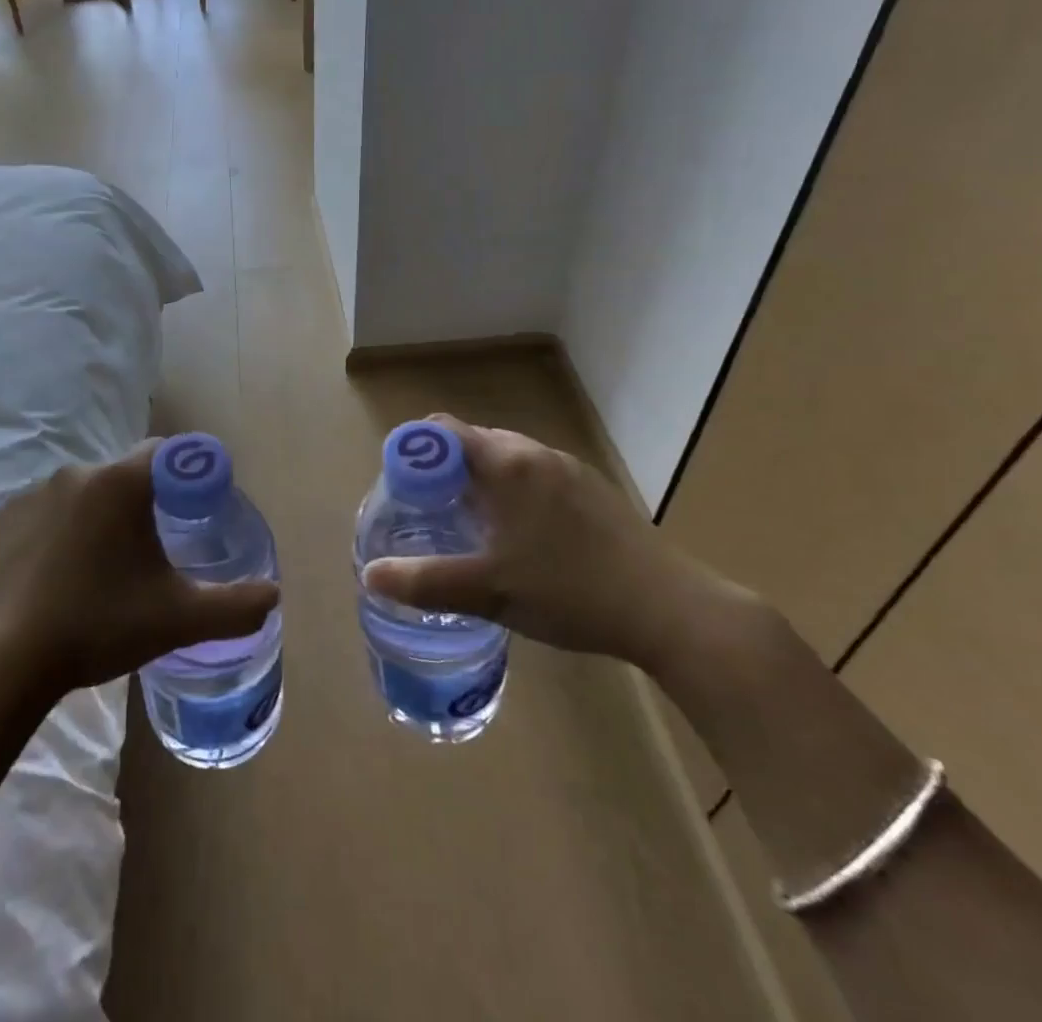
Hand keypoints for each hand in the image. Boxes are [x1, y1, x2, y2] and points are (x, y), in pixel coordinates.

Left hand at [0, 441, 279, 697]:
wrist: (5, 660)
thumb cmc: (99, 625)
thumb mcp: (179, 619)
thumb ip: (235, 607)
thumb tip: (273, 596)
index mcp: (121, 481)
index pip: (167, 452)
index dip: (187, 476)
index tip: (193, 512)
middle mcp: (77, 472)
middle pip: (125, 475)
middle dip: (143, 503)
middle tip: (152, 552)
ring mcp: (34, 494)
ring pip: (84, 494)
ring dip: (99, 518)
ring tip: (102, 570)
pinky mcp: (3, 519)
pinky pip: (46, 513)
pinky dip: (60, 532)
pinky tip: (59, 576)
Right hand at [361, 416, 745, 670]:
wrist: (670, 611)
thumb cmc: (570, 591)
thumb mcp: (489, 592)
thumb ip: (426, 581)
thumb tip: (371, 576)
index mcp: (506, 463)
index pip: (443, 430)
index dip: (414, 453)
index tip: (403, 492)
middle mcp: (536, 453)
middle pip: (473, 442)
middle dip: (444, 471)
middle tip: (430, 514)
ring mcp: (570, 469)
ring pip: (507, 459)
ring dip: (480, 481)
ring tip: (471, 527)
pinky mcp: (593, 491)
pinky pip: (536, 475)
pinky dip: (513, 492)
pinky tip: (522, 538)